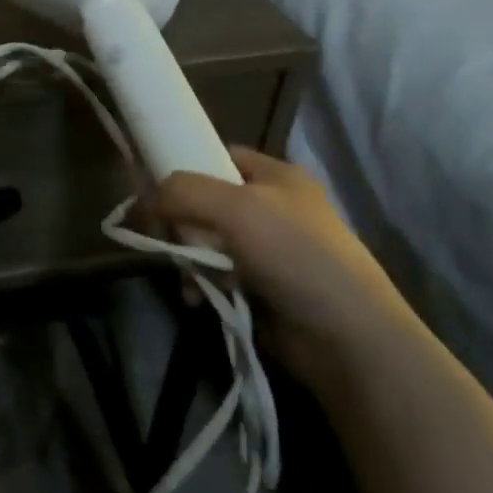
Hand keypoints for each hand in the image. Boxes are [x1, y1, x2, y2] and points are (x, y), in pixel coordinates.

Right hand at [152, 147, 419, 393]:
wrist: (347, 338)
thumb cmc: (295, 255)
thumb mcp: (235, 208)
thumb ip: (182, 191)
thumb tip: (145, 200)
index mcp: (276, 176)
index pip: (218, 154)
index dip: (184, 164)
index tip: (152, 186)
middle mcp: (272, 206)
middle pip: (205, 199)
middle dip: (180, 221)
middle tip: (167, 239)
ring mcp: (269, 249)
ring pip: (205, 239)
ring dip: (188, 257)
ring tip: (187, 279)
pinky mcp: (262, 286)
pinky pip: (216, 273)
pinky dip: (201, 283)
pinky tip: (198, 297)